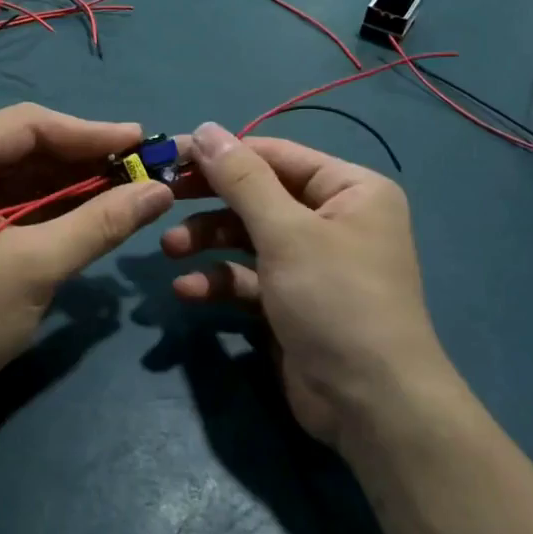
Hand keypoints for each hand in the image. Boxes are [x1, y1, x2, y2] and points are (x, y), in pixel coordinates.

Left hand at [0, 104, 172, 426]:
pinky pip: (12, 202)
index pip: (30, 125)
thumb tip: (162, 192)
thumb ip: (100, 223)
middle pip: (26, 147)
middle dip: (84, 159)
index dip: (91, 132)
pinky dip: (52, 207)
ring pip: (22, 175)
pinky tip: (91, 211)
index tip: (142, 142)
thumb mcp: (35, 267)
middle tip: (141, 169)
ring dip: (72, 183)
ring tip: (127, 188)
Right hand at [162, 123, 461, 452]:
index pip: (276, 155)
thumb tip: (206, 128)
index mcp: (350, 190)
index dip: (224, 154)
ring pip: (247, 237)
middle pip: (258, 196)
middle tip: (161, 197)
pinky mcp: (291, 301)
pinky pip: (248, 278)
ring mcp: (311, 263)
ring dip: (207, 242)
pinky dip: (218, 280)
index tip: (173, 155)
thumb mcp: (286, 232)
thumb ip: (241, 179)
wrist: (370, 405)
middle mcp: (333, 220)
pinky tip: (187, 290)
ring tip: (170, 251)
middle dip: (210, 201)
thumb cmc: (335, 299)